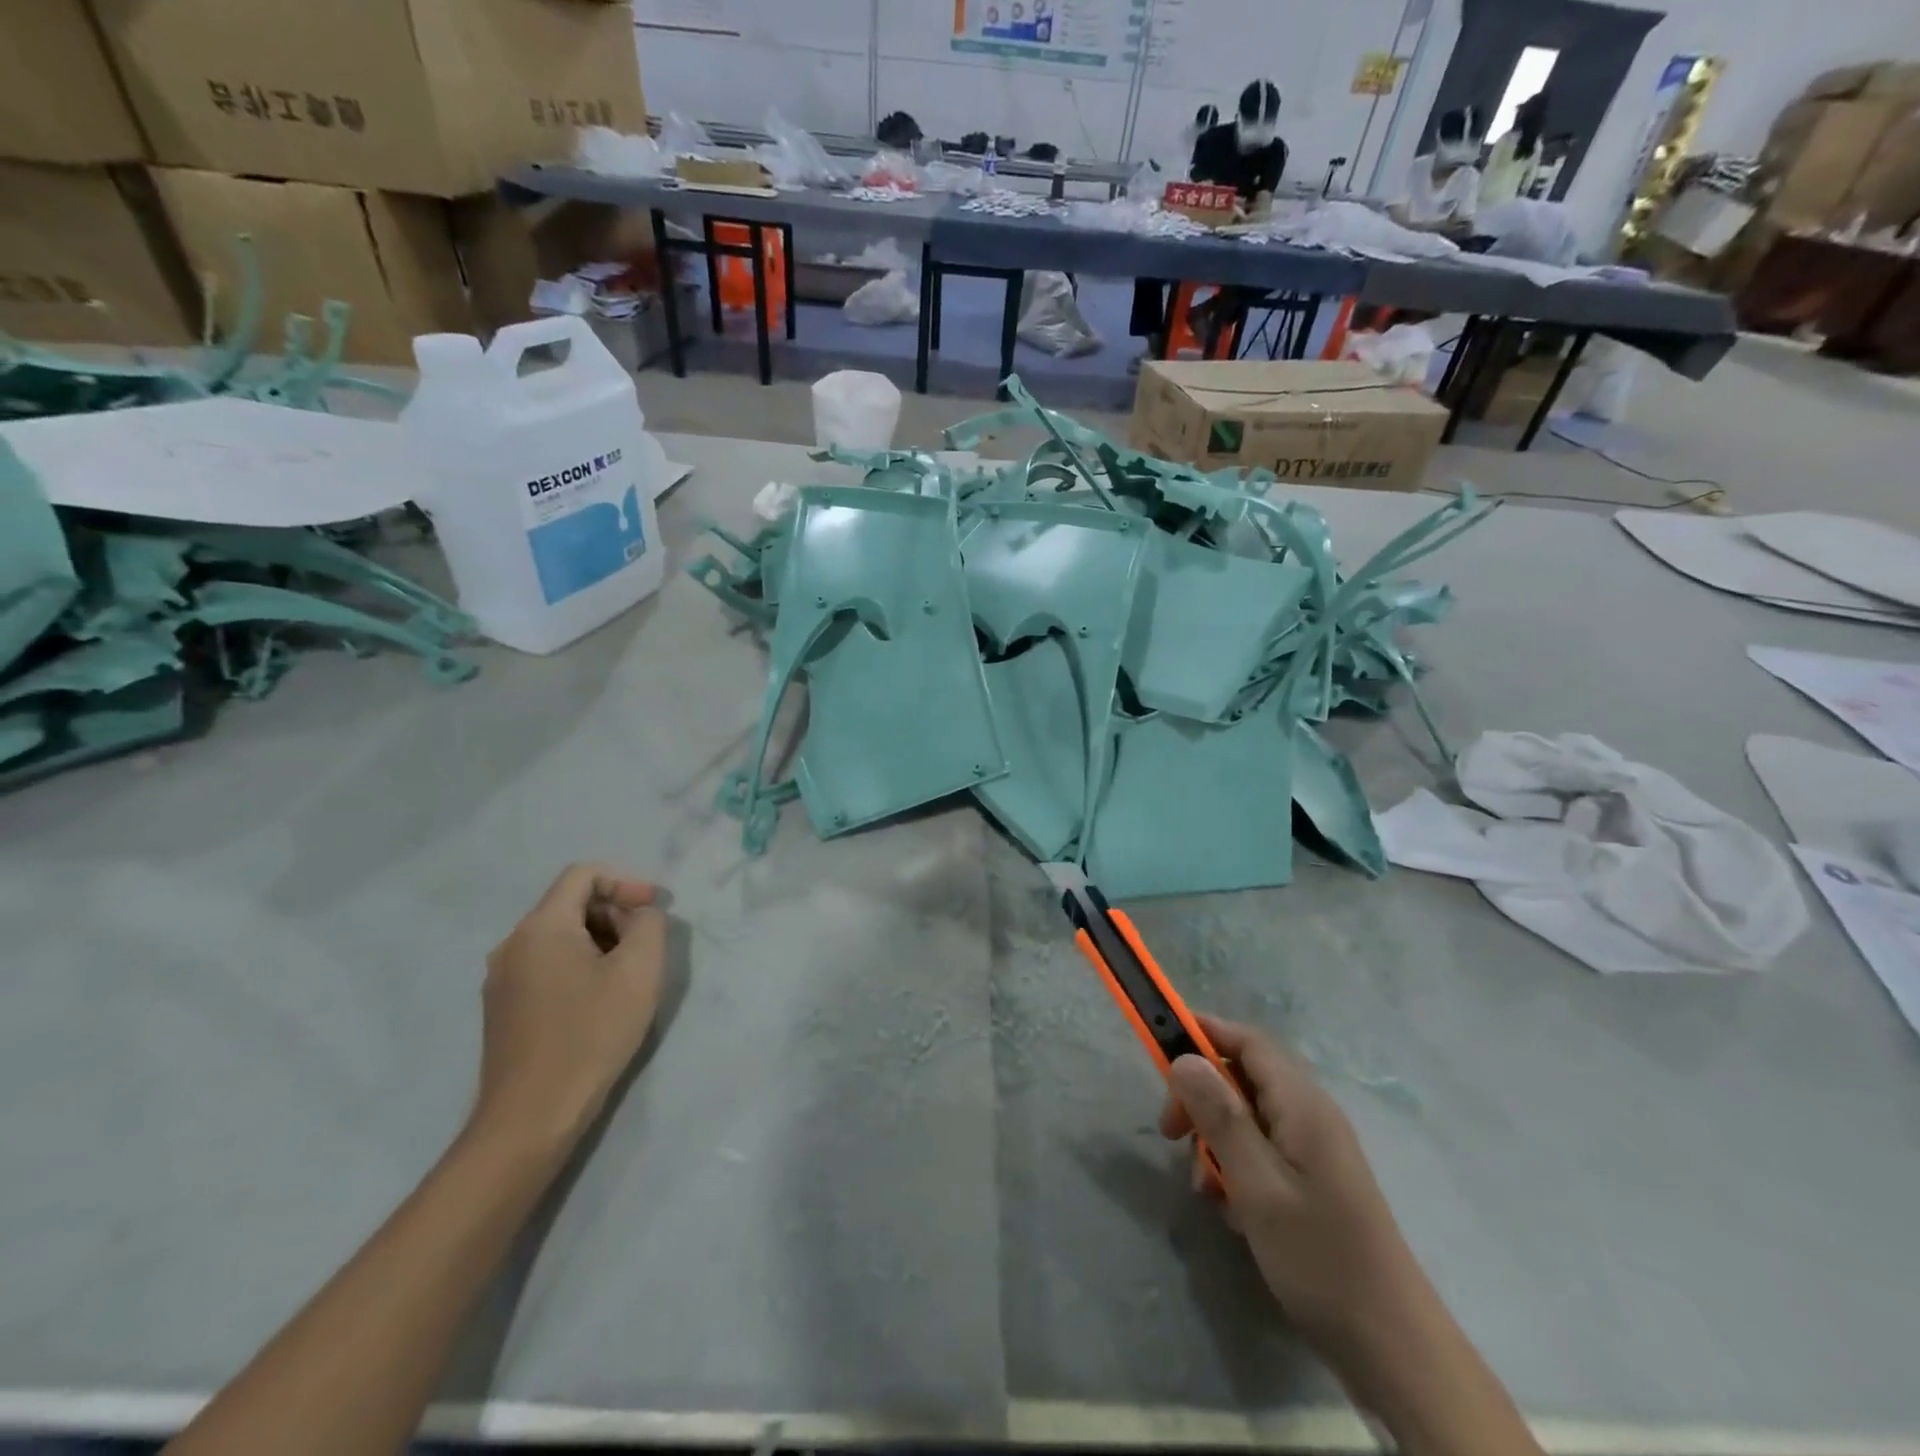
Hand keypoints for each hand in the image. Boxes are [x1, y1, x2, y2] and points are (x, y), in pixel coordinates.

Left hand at [473, 865, 667, 1150]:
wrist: (531, 1117)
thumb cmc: (591, 1035)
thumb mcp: (639, 971)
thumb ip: (649, 925)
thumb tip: (640, 914)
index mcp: (541, 927)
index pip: (583, 875)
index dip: (625, 882)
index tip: (653, 910)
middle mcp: (512, 944)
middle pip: (570, 904)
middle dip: (614, 914)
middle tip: (646, 946)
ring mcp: (501, 980)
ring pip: (559, 937)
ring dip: (599, 942)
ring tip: (627, 976)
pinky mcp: (502, 1010)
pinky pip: (545, 966)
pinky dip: (578, 967)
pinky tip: (599, 1001)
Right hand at [1159, 1015, 1416, 1353]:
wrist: (1392, 1347)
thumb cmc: (1318, 1256)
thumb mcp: (1257, 1183)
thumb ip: (1220, 1116)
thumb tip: (1184, 1058)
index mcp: (1302, 1104)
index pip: (1248, 1040)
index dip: (1204, 1032)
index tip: (1159, 1047)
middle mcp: (1311, 1114)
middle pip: (1243, 1076)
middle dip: (1201, 1096)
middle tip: (1170, 1132)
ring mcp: (1315, 1148)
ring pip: (1249, 1117)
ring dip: (1216, 1139)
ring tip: (1204, 1185)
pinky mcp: (1314, 1180)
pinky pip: (1263, 1150)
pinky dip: (1237, 1166)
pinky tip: (1231, 1208)